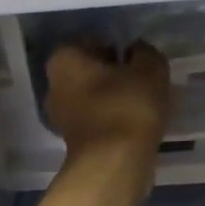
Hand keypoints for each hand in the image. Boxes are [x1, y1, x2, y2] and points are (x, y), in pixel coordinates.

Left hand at [44, 42, 172, 156]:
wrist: (114, 165)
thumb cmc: (127, 106)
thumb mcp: (150, 69)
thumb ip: (145, 52)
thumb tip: (137, 51)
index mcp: (65, 58)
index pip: (93, 40)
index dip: (118, 46)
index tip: (138, 58)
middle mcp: (54, 84)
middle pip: (90, 69)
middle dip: (113, 72)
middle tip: (142, 78)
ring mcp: (60, 115)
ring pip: (93, 95)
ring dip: (114, 96)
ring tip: (143, 102)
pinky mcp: (73, 140)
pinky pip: (96, 118)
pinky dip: (113, 117)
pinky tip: (135, 122)